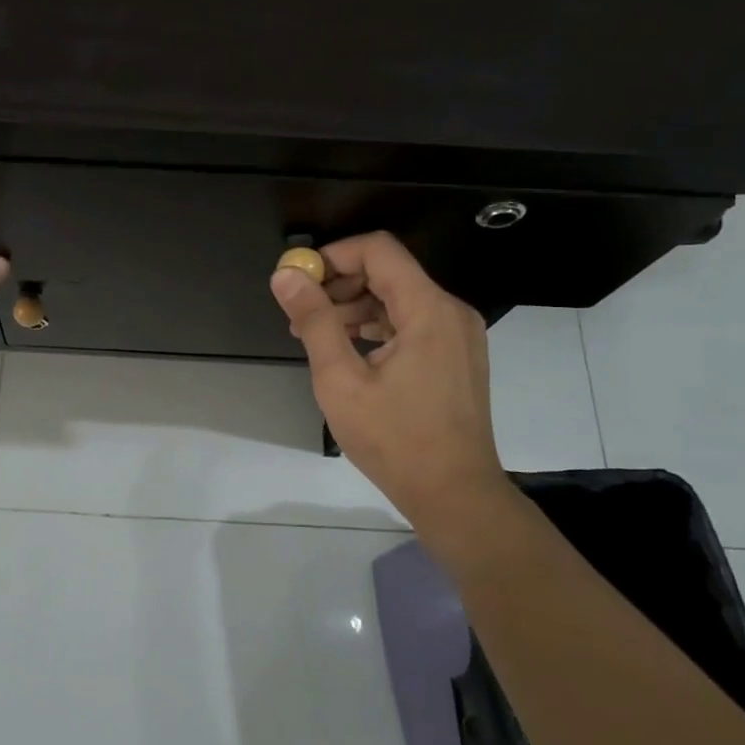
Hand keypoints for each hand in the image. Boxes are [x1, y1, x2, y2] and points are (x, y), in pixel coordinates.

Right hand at [271, 232, 508, 521]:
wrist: (454, 494)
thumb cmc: (394, 440)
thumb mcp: (341, 380)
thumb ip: (314, 321)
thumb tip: (285, 276)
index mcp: (428, 309)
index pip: (378, 250)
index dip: (333, 255)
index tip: (298, 280)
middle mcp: (450, 311)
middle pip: (389, 271)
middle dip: (339, 283)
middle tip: (300, 312)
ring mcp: (458, 335)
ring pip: (399, 298)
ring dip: (355, 307)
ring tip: (315, 335)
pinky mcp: (456, 356)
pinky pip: (412, 323)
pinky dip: (377, 327)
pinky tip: (347, 350)